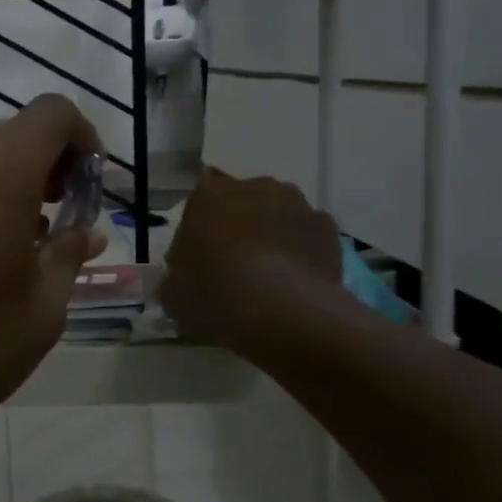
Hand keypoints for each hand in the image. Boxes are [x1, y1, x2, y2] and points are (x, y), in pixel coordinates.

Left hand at [0, 95, 106, 454]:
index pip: (54, 114)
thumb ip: (69, 252)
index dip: (84, 140)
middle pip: (18, 135)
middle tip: (67, 221)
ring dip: (18, 183)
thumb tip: (85, 232)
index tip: (90, 188)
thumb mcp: (44, 306)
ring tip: (34, 242)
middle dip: (52, 166)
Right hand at [159, 168, 342, 350]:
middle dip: (236, 227)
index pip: (198, 205)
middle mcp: (253, 187)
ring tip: (268, 276)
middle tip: (231, 267)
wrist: (287, 314)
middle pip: (240, 203)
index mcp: (208, 195)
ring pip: (275, 215)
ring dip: (270, 235)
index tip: (198, 261)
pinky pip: (305, 235)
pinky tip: (295, 281)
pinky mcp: (327, 227)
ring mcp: (295, 204)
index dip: (198, 233)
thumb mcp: (173, 293)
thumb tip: (185, 275)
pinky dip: (300, 250)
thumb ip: (177, 275)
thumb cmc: (218, 296)